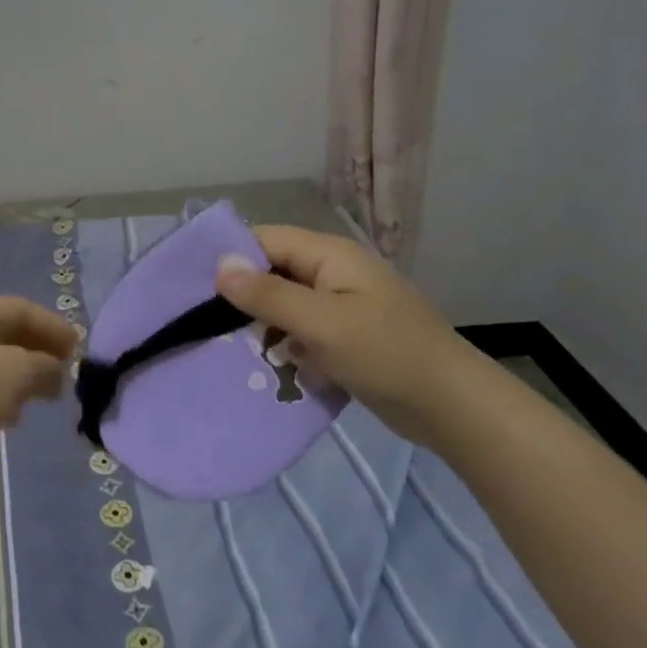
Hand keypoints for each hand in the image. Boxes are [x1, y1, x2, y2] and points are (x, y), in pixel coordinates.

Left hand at [0, 297, 78, 483]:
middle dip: (39, 351)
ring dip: (23, 377)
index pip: (20, 308)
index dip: (52, 324)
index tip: (78, 347)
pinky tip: (13, 419)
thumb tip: (56, 370)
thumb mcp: (17, 369)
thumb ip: (45, 365)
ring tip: (47, 397)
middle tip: (66, 372)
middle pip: (7, 335)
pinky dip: (3, 399)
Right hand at [214, 225, 470, 440]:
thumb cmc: (387, 355)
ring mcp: (341, 306)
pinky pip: (302, 331)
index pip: (265, 240)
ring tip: (233, 348)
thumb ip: (268, 294)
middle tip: (206, 323)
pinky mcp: (346, 337)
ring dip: (263, 326)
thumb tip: (219, 265)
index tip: (193, 285)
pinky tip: (271, 367)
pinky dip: (285, 346)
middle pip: (273, 272)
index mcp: (330, 256)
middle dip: (243, 297)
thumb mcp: (321, 323)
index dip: (230, 257)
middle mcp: (333, 273)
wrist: (453, 407)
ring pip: (285, 305)